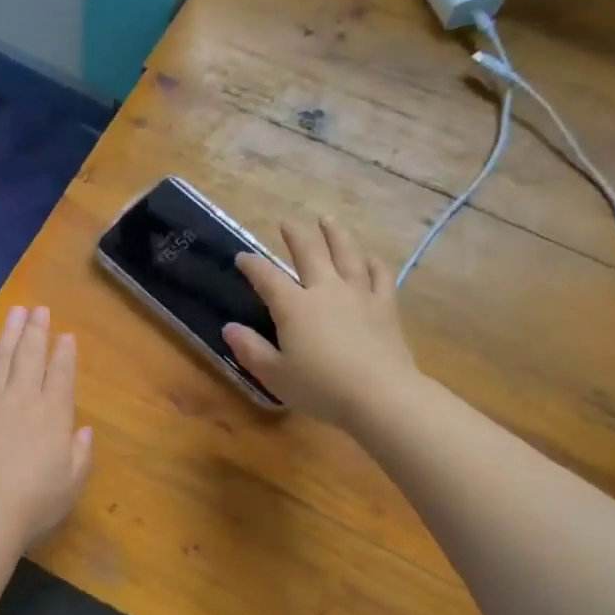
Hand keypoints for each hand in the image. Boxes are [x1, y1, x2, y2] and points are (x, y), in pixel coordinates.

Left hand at [0, 305, 93, 546]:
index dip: (64, 352)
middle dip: (36, 331)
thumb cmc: (34, 502)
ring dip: (7, 336)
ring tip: (14, 315)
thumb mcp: (71, 483)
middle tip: (38, 309)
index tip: (65, 334)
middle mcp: (20, 400)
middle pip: (29, 357)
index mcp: (52, 415)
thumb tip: (83, 430)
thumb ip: (80, 453)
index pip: (61, 373)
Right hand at [222, 218, 420, 429]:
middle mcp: (325, 290)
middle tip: (286, 222)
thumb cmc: (321, 388)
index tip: (242, 257)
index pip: (267, 277)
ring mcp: (359, 295)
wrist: (380, 395)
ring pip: (346, 254)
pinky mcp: (385, 307)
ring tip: (327, 220)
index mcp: (294, 306)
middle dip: (295, 235)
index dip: (252, 265)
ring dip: (335, 234)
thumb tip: (229, 328)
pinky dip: (373, 263)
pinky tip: (370, 258)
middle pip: (309, 252)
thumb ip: (251, 350)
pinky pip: (380, 276)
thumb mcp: (275, 375)